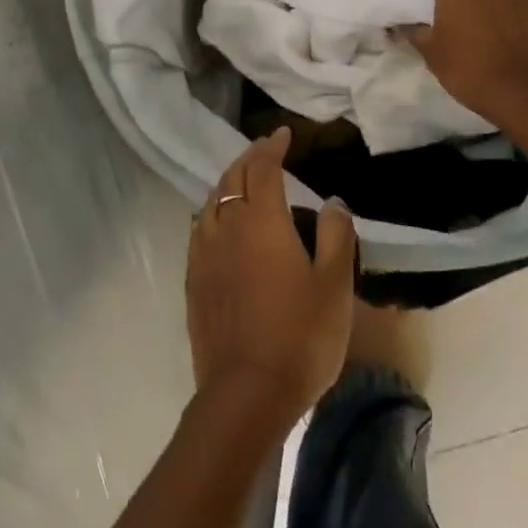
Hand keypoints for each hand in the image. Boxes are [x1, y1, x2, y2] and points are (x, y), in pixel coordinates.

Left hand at [186, 128, 356, 428]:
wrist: (245, 393)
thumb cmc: (300, 336)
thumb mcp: (334, 285)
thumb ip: (335, 236)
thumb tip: (332, 202)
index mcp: (262, 220)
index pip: (263, 167)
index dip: (272, 146)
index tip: (282, 134)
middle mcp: (227, 226)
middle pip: (232, 178)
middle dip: (249, 158)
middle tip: (265, 151)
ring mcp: (204, 252)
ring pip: (213, 200)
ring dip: (229, 182)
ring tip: (244, 182)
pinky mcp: (193, 279)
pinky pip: (201, 227)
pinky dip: (214, 210)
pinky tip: (222, 223)